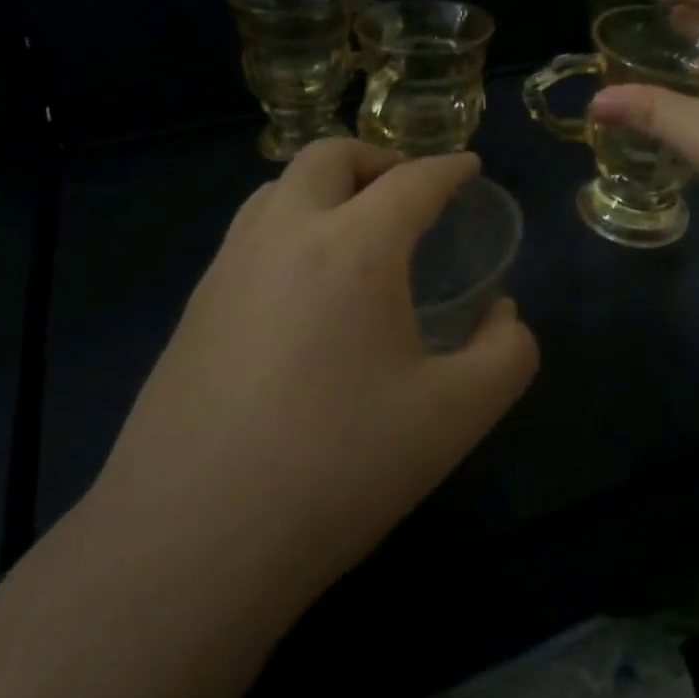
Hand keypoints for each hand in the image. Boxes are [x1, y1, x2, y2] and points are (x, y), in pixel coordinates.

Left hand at [92, 141, 537, 607]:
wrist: (192, 541)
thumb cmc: (338, 468)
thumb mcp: (456, 416)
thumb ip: (506, 354)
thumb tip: (502, 314)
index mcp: (354, 248)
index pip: (411, 181)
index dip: (448, 168)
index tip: (469, 166)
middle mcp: (285, 236)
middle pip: (328, 156)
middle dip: (377, 159)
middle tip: (408, 193)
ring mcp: (228, 268)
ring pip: (278, 187)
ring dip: (324, 187)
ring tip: (355, 229)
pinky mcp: (194, 307)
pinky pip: (249, 234)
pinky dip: (288, 226)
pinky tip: (303, 286)